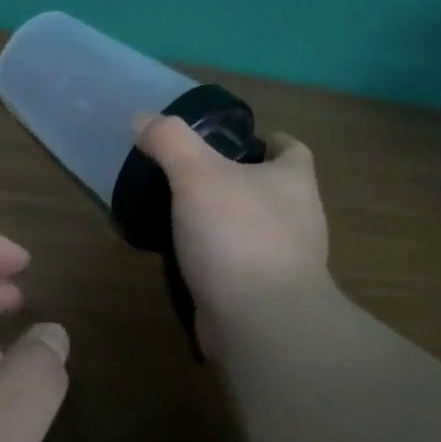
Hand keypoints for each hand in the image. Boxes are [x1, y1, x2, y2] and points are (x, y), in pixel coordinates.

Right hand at [133, 115, 332, 355]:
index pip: (291, 149)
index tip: (233, 141)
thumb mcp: (197, 175)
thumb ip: (170, 142)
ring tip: (182, 215)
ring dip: (226, 221)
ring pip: (254, 228)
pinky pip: (239, 265)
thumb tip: (142, 119)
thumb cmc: (238, 237)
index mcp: (293, 181)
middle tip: (192, 176)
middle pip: (272, 188)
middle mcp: (298, 217)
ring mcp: (286, 260)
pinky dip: (217, 258)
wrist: (261, 322)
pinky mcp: (265, 294)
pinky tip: (186, 257)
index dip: (267, 140)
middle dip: (239, 180)